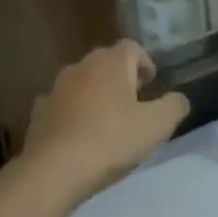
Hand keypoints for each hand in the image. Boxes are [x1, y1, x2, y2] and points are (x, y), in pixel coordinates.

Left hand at [21, 41, 189, 203]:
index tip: (152, 84)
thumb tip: (179, 99)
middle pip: (105, 62)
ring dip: (96, 94)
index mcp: (110, 63)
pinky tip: (81, 135)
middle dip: (121, 77)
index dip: (145, 62)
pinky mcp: (39, 113)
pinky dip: (74, 113)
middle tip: (135, 102)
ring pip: (82, 83)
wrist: (56, 169)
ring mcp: (55, 89)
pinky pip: (63, 105)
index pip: (131, 47)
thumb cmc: (112, 141)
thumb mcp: (157, 126)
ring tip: (108, 121)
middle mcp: (80, 67)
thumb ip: (174, 106)